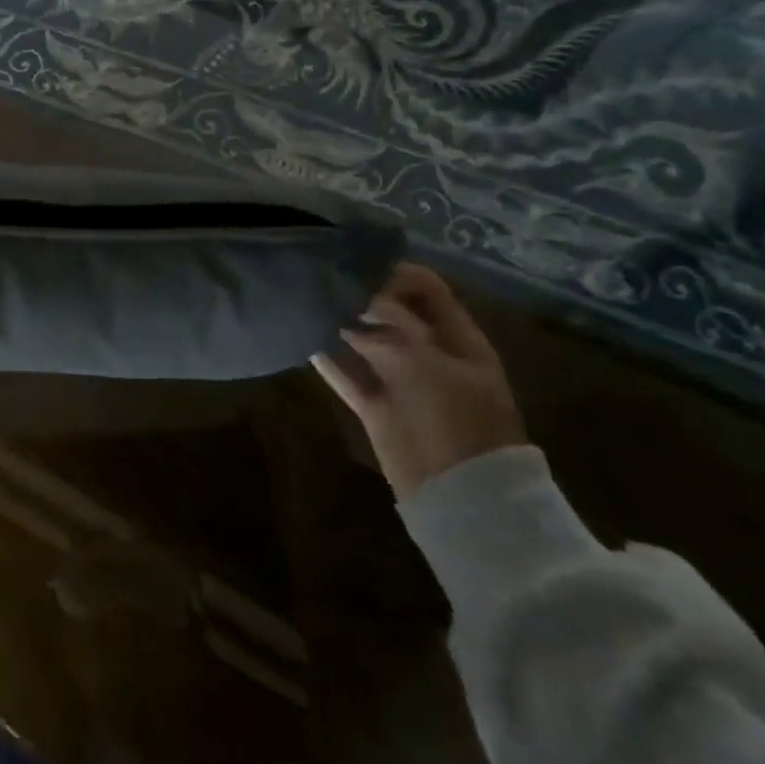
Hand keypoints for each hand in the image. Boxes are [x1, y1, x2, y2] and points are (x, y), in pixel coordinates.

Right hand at [312, 262, 525, 499]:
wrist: (460, 495)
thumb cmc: (454, 420)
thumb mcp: (425, 362)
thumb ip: (391, 325)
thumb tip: (359, 300)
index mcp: (458, 340)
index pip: (429, 290)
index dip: (396, 274)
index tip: (358, 268)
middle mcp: (430, 354)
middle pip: (393, 313)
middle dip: (362, 296)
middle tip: (323, 281)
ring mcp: (402, 381)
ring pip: (367, 342)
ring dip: (341, 325)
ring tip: (308, 303)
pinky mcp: (377, 406)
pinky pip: (348, 375)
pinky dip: (328, 360)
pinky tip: (304, 340)